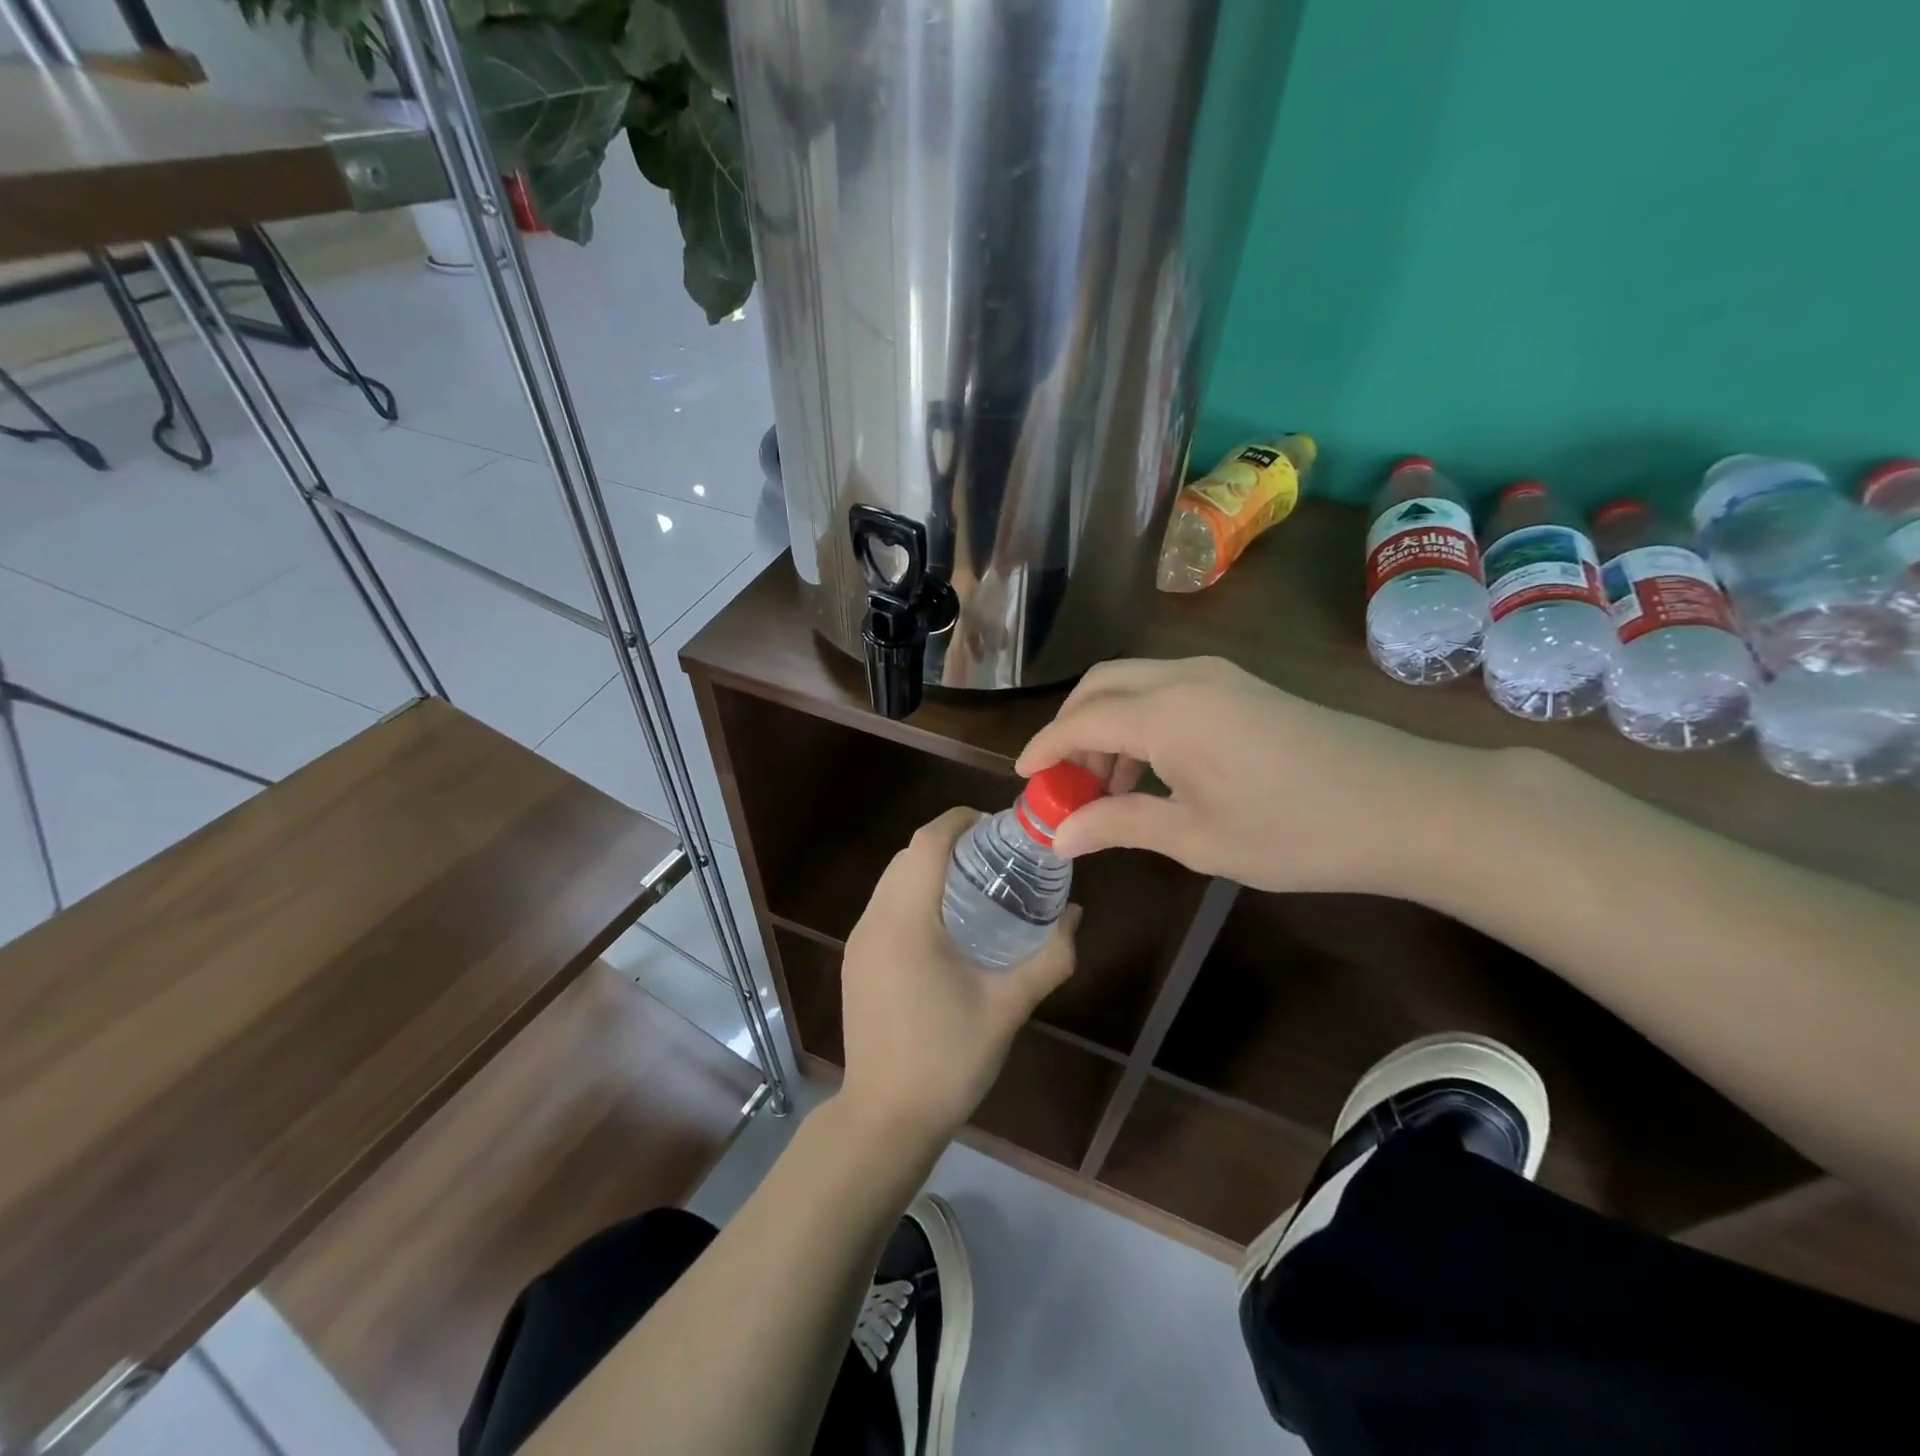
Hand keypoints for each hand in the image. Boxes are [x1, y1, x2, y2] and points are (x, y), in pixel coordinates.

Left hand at [839, 808, 1078, 1145]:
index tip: (997, 825)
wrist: (885, 1118)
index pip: (927, 843)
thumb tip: (1075, 915)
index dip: (960, 821)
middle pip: (908, 856)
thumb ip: (1049, 958)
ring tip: (975, 882)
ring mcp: (859, 941)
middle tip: (996, 855)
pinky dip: (913, 894)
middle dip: (949, 842)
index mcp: (906, 922)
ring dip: (929, 867)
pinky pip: (884, 906)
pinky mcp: (856, 961)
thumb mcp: (1008, 1007)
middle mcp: (874, 921)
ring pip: (892, 879)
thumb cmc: (948, 1060)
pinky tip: (946, 923)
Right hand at [1015, 656, 1484, 896]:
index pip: (1080, 720)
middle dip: (1070, 726)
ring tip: (1105, 784)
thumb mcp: (1195, 838)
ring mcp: (1217, 675)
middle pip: (1100, 685)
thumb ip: (1118, 825)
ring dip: (1107, 723)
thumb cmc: (1292, 830)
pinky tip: (1152, 768)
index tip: (1022, 777)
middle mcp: (1183, 677)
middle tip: (1062, 778)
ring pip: (1134, 683)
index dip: (1045, 747)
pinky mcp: (1242, 685)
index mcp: (1165, 713)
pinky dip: (1141, 719)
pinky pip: (1168, 689)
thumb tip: (1058, 836)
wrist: (1405, 804)